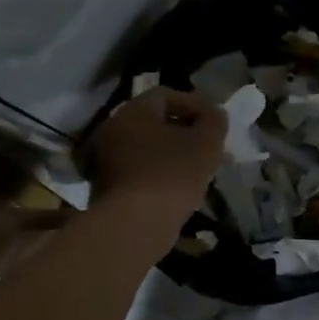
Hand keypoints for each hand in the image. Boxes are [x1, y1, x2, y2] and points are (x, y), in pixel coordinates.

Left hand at [82, 87, 226, 223]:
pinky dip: (155, 173)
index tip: (214, 123)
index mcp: (134, 110)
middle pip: (152, 121)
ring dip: (169, 153)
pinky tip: (175, 188)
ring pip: (144, 147)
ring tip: (195, 169)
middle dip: (181, 130)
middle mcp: (113, 128)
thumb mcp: (206, 144)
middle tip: (206, 145)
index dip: (194, 105)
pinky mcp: (104, 186)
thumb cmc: (173, 174)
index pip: (166, 95)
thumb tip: (214, 114)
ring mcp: (104, 158)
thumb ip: (214, 122)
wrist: (135, 225)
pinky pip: (136, 170)